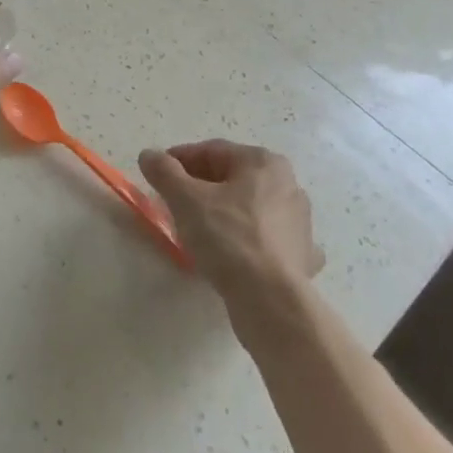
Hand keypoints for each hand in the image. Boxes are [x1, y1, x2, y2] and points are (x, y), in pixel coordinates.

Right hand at [138, 141, 324, 327]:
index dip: (179, 160)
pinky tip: (234, 253)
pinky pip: (268, 239)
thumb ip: (164, 171)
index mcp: (263, 163)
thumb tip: (149, 155)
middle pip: (232, 178)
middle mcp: (288, 185)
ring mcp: (301, 223)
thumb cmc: (227, 237)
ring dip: (223, 212)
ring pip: (249, 208)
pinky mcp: (303, 256)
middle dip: (200, 187)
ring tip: (196, 230)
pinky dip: (249, 240)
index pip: (212, 151)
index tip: (157, 174)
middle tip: (172, 202)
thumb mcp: (185, 199)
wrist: (270, 300)